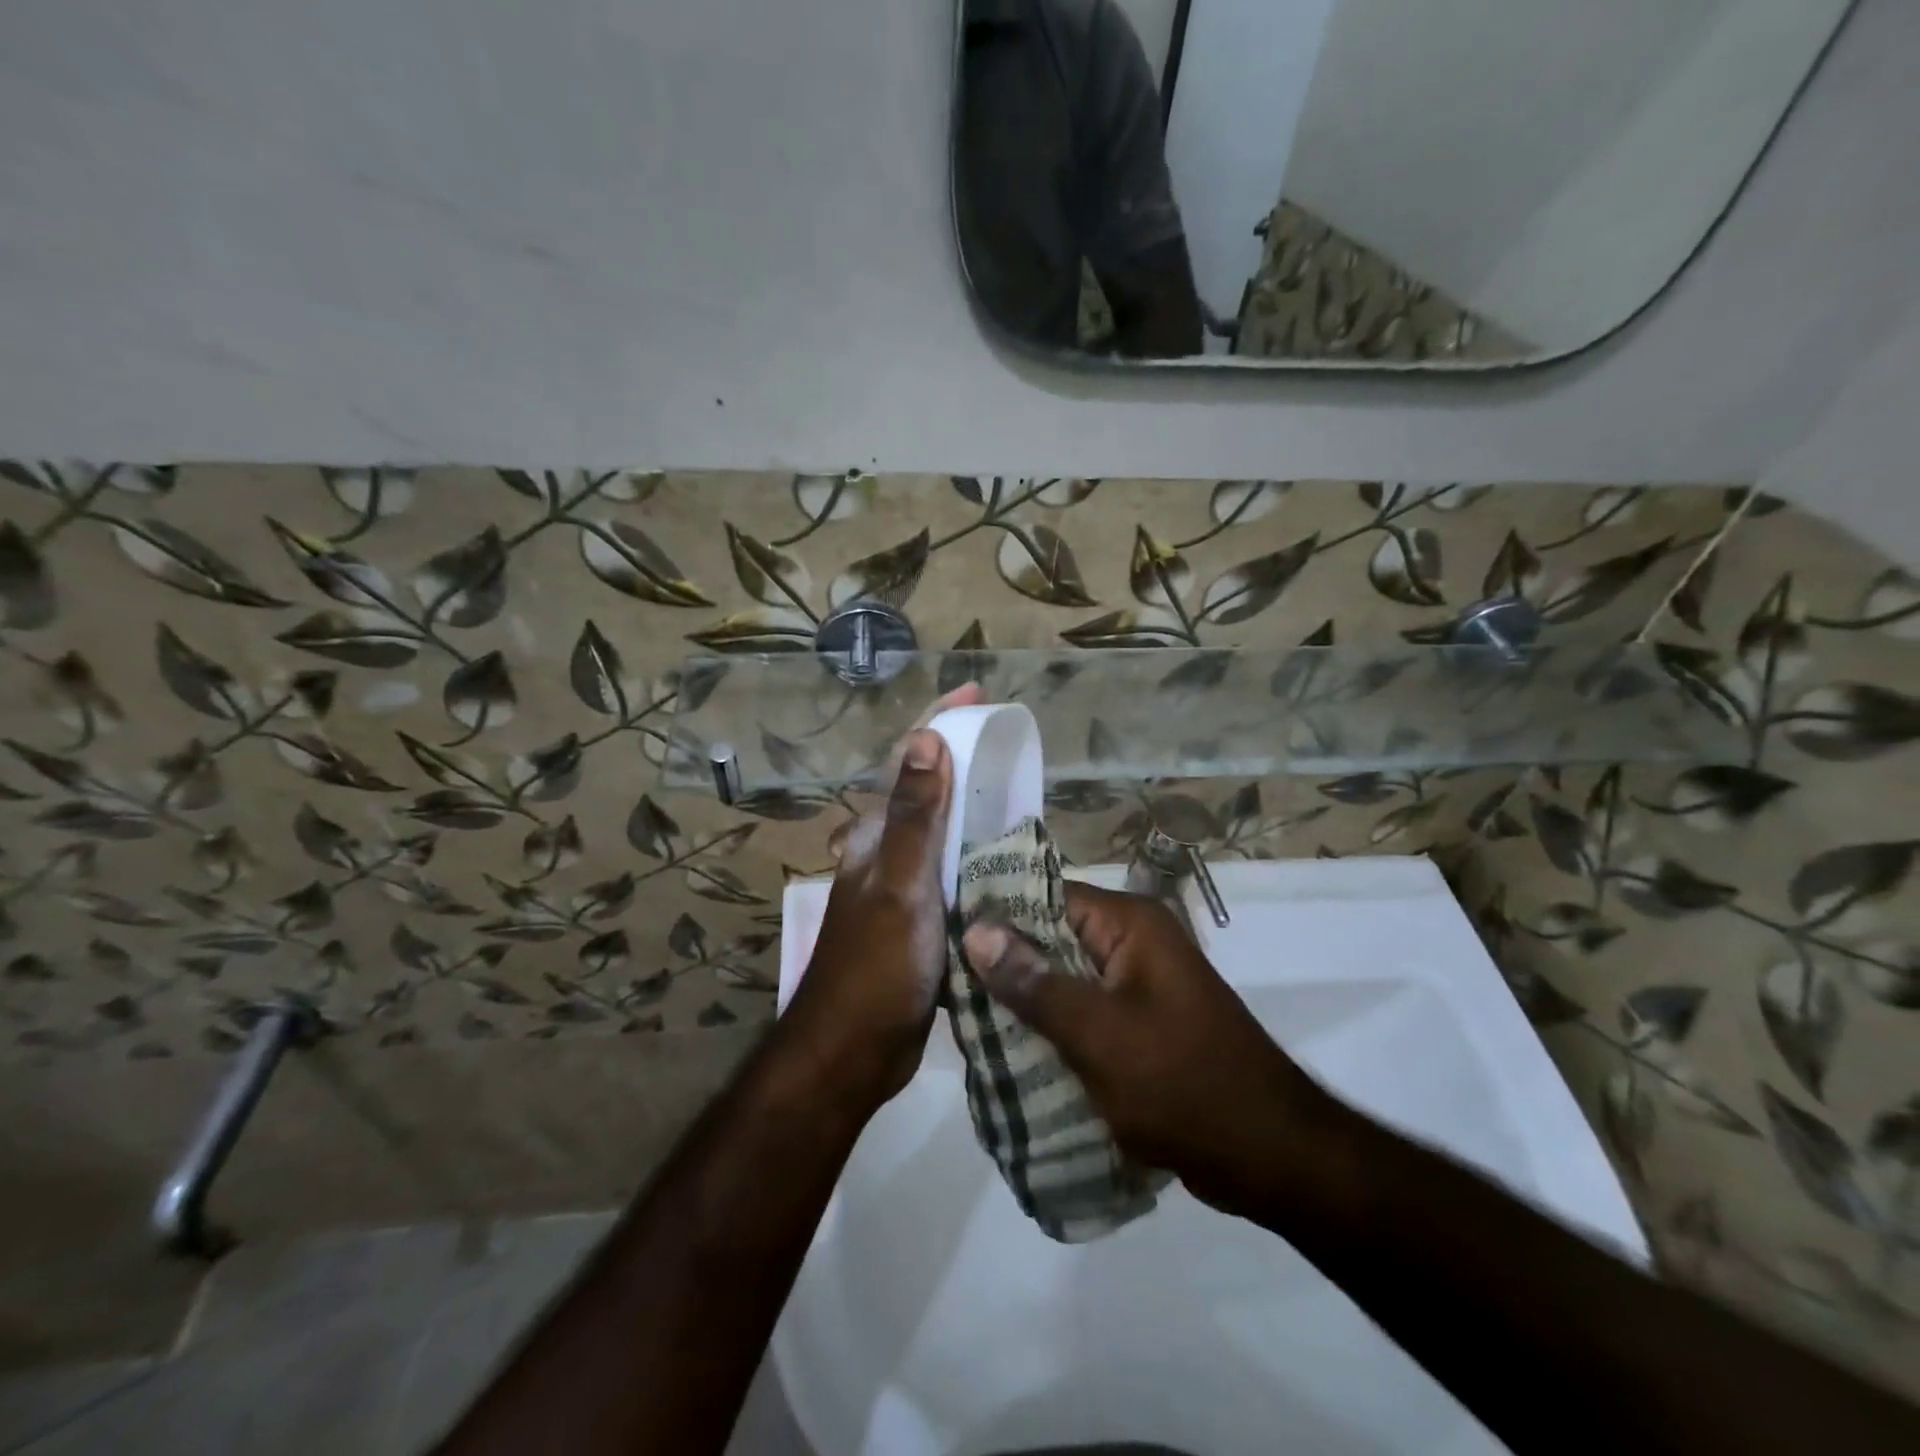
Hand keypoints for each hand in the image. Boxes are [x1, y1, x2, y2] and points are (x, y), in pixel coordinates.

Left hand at [782, 688, 979, 1111]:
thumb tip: (926, 739)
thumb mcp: (901, 886)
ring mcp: (904, 890)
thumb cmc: (876, 965)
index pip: (907, 762)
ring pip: (942, 836)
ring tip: (1021, 792)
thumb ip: (915, 817)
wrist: (854, 1051)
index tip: (976, 693)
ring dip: (973, 808)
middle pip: (926, 793)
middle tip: (1011, 744)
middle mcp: (886, 855)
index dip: (938, 723)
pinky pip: (954, 876)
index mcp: (876, 837)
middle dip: (962, 760)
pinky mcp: (921, 923)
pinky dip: (978, 857)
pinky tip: (1010, 859)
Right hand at [962, 882, 1345, 1220]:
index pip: (1045, 897)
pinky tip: (1007, 1054)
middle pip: (1051, 940)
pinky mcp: (1138, 1026)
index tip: (940, 937)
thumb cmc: (1184, 1084)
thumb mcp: (1099, 1033)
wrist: (1272, 1157)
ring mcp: (1137, 987)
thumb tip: (975, 929)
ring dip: (1023, 1003)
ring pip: (1062, 981)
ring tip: (963, 1023)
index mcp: (1129, 925)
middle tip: (943, 989)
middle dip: (1002, 965)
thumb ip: (1035, 982)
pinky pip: (1082, 1015)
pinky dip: (1050, 1030)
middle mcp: (1132, 944)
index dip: (994, 915)